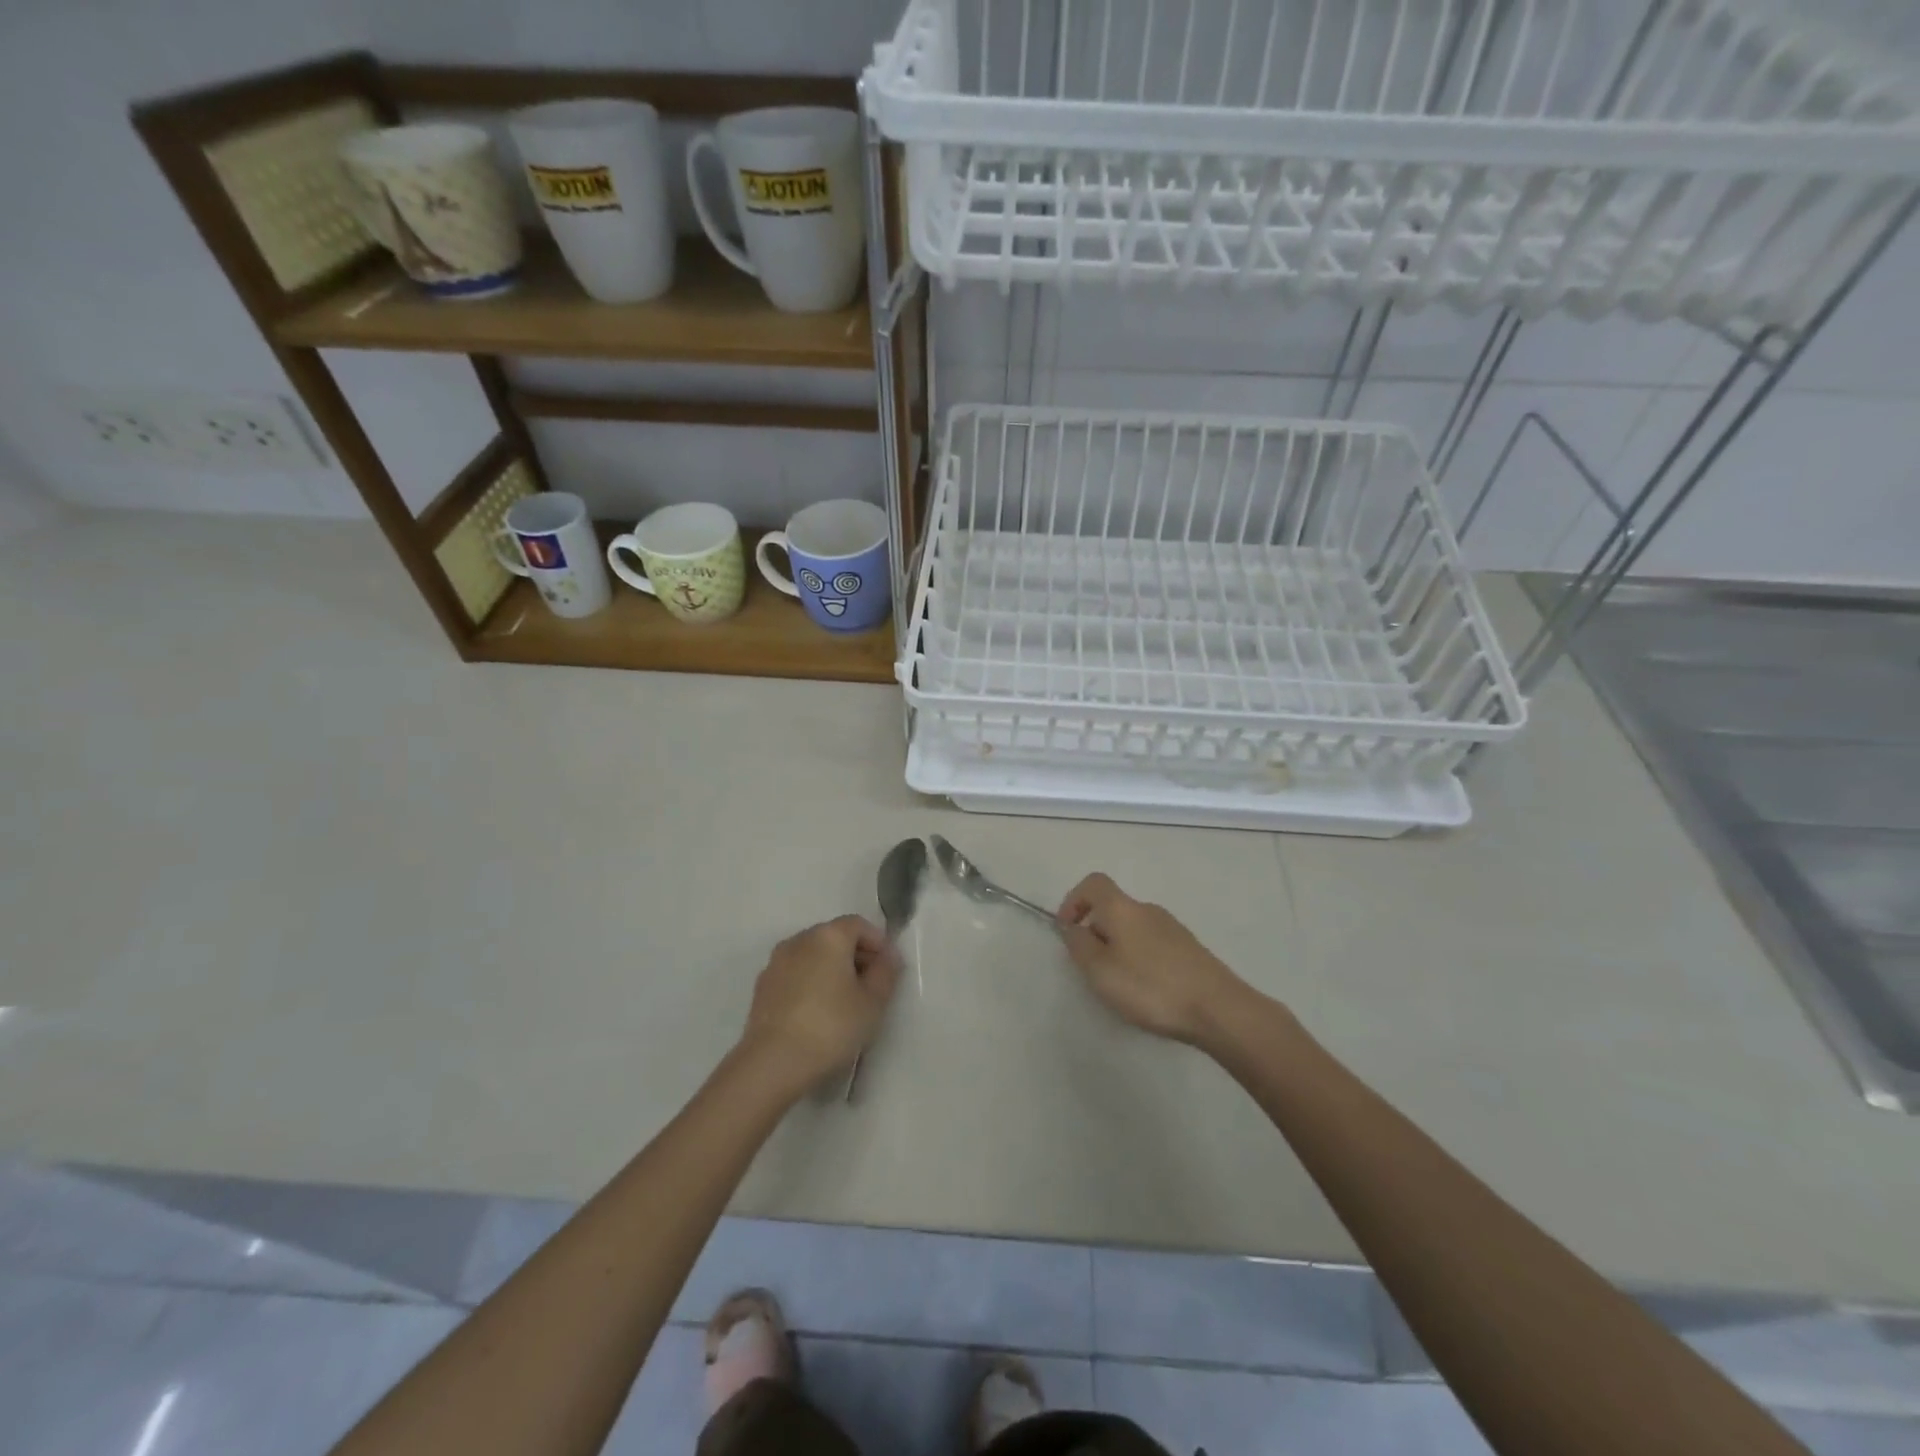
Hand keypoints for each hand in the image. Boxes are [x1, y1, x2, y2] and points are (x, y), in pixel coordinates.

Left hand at [739, 916, 901, 1094]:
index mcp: (828, 936)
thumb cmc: (831, 1027)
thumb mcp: (873, 1002)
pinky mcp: (762, 987)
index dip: (878, 942)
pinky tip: (818, 1013)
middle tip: (871, 986)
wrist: (772, 1063)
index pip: (859, 924)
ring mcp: (776, 963)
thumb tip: (888, 957)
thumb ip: (886, 973)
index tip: (889, 968)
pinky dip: (810, 983)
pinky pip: (795, 974)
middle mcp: (799, 940)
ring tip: (845, 1002)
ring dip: (831, 969)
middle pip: (834, 937)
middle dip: (856, 955)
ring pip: (812, 956)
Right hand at [1057, 874, 1250, 1045]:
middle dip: (1095, 932)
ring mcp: (1172, 928)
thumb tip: (1071, 927)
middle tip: (1091, 968)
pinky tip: (1147, 990)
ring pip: (1133, 928)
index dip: (1073, 901)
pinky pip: (1152, 944)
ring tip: (1120, 984)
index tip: (1067, 931)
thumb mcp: (1100, 970)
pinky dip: (1140, 959)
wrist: (1218, 1009)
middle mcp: (1148, 909)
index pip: (1093, 883)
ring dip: (1118, 948)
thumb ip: (1079, 945)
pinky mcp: (1189, 949)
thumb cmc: (1150, 986)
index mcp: (1123, 908)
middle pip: (1112, 908)